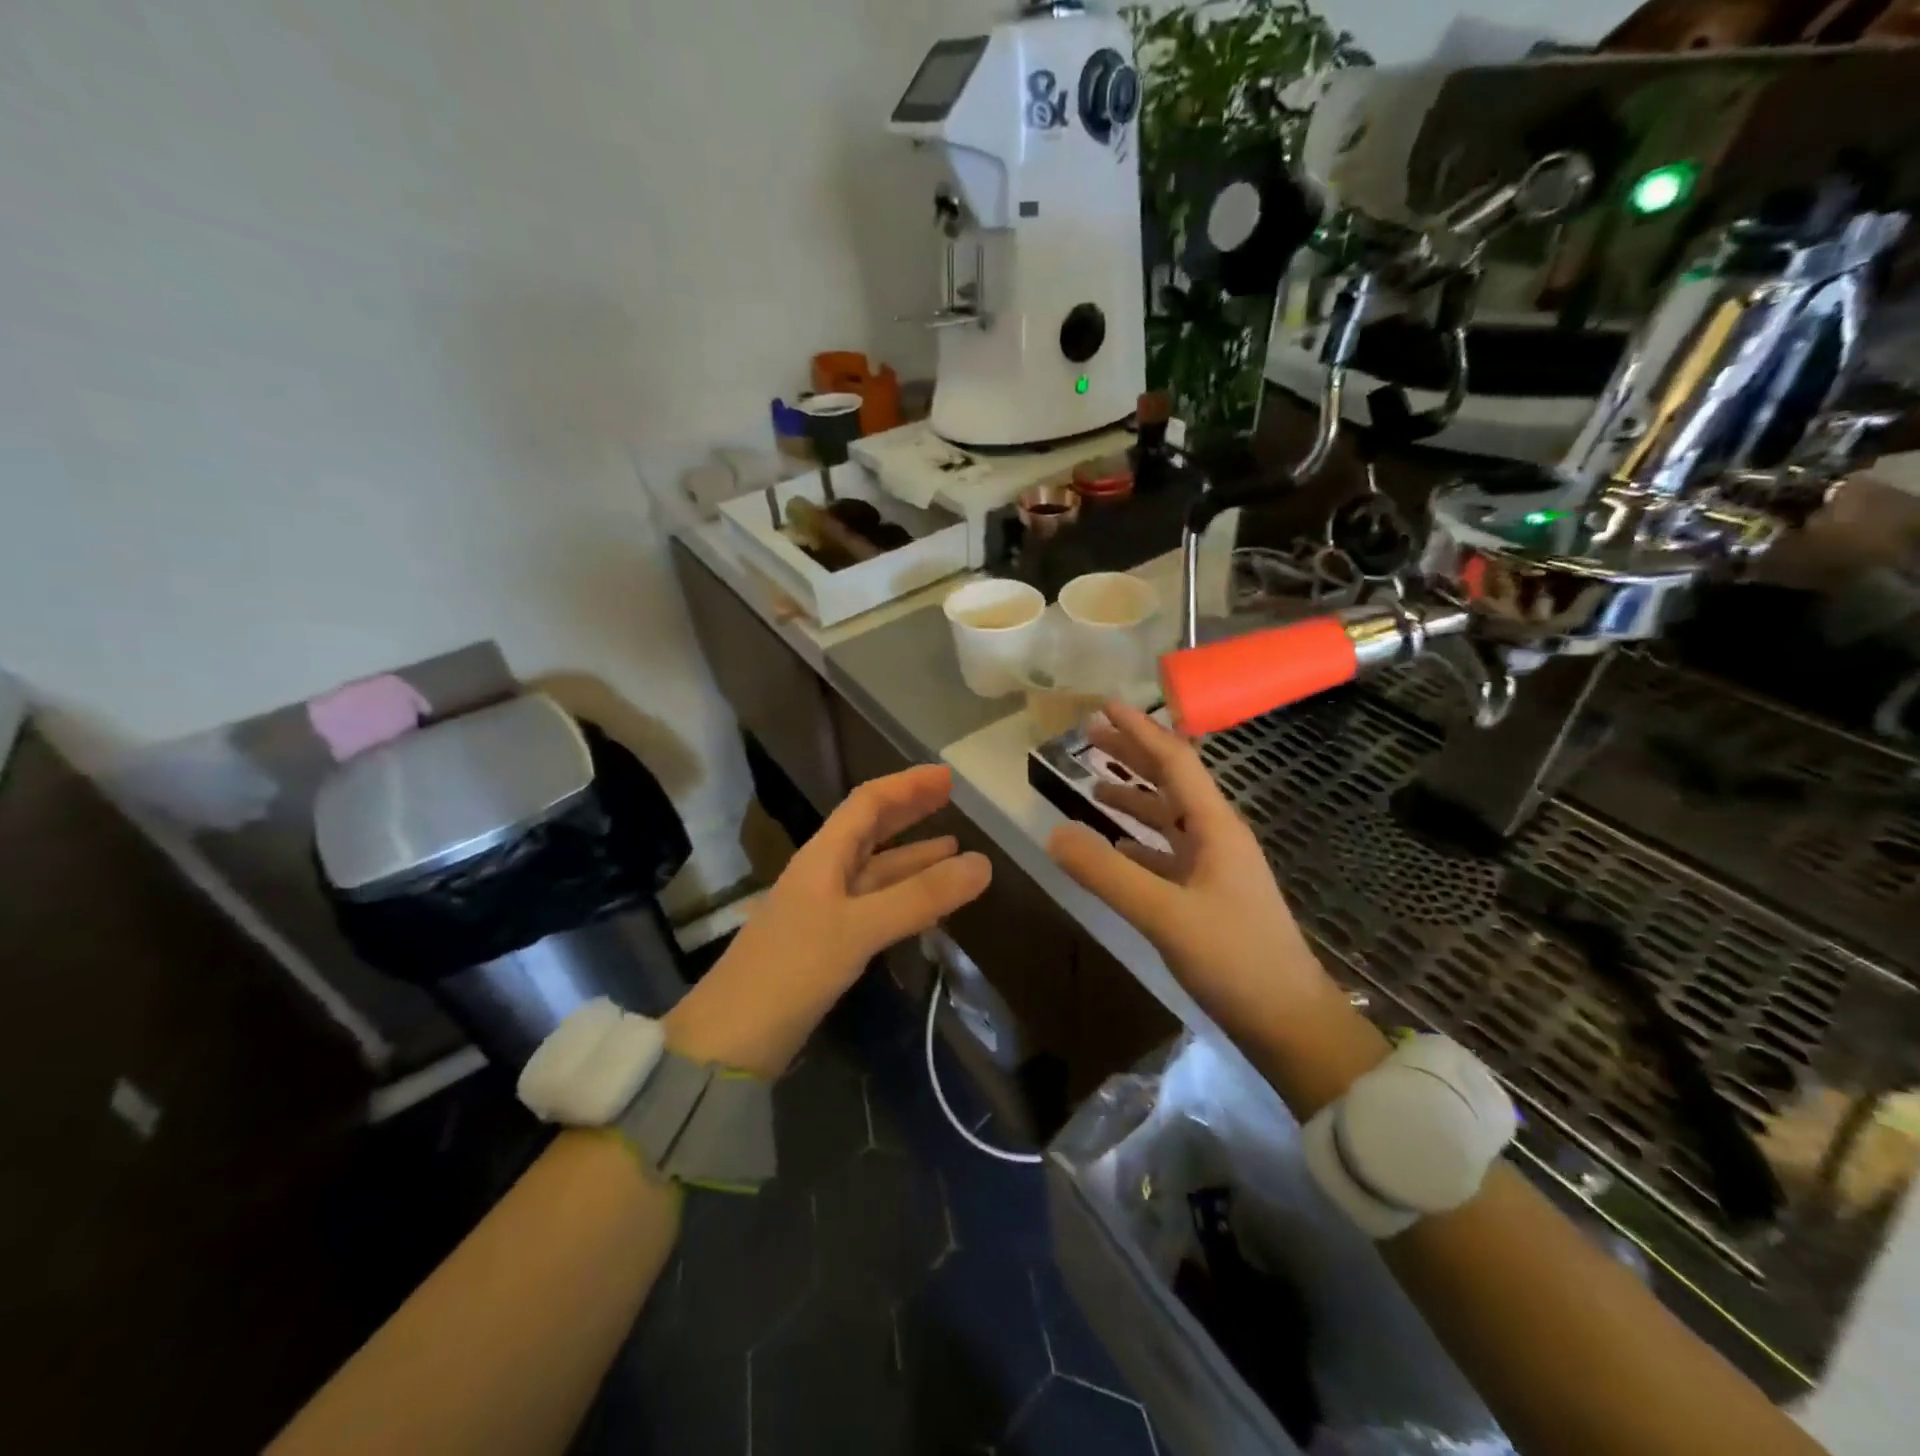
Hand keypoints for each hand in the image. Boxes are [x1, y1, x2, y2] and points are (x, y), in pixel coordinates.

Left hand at [666, 765, 990, 1075]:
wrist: (731, 1040)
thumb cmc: (792, 970)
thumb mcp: (859, 928)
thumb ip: (920, 897)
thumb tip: (984, 863)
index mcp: (823, 857)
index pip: (867, 803)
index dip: (906, 785)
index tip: (946, 776)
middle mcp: (823, 875)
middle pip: (870, 831)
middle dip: (909, 812)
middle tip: (951, 801)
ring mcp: (824, 911)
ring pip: (876, 871)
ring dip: (913, 858)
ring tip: (954, 850)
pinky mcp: (828, 945)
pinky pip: (875, 906)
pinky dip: (905, 897)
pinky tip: (927, 905)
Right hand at [1046, 702, 1385, 1111]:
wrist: (1288, 1021)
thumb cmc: (1234, 959)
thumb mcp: (1164, 914)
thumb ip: (1107, 873)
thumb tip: (1054, 833)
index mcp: (1216, 827)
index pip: (1174, 762)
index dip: (1139, 731)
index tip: (1105, 706)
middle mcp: (1218, 837)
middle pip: (1172, 783)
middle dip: (1133, 756)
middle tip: (1091, 737)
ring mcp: (1215, 868)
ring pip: (1170, 818)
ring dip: (1135, 797)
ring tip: (1096, 785)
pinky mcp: (1210, 896)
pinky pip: (1169, 853)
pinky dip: (1141, 841)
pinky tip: (1118, 844)